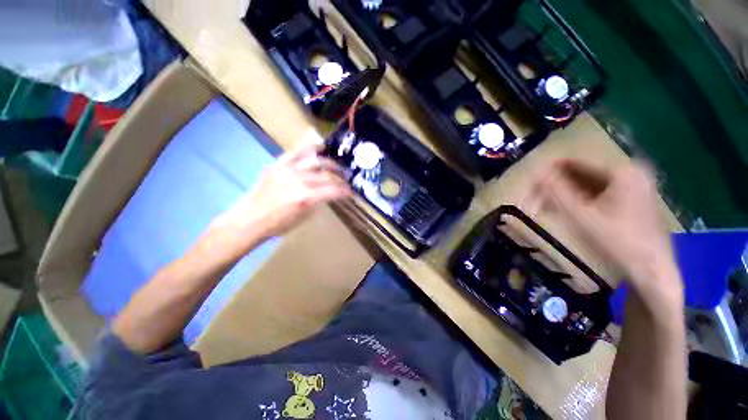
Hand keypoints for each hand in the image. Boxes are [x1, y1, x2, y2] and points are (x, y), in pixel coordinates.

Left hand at [211, 142, 351, 249]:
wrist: (250, 219)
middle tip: (347, 180)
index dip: (345, 191)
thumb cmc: (279, 224)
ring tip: (337, 167)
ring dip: (330, 163)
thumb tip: (328, 193)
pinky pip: (296, 152)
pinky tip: (319, 146)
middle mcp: (299, 180)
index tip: (351, 191)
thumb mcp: (304, 217)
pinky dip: (309, 147)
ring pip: (315, 161)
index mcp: (306, 197)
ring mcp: (287, 170)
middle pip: (327, 176)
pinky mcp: (278, 165)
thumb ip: (318, 202)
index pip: (333, 190)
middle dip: (340, 179)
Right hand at [532, 159, 681, 300]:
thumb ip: (556, 192)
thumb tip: (535, 172)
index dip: (547, 174)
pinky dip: (578, 201)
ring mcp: (633, 187)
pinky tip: (564, 212)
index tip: (529, 189)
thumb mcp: (581, 216)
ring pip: (587, 184)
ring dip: (563, 195)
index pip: (573, 162)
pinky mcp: (631, 200)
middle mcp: (629, 173)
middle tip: (534, 203)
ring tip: (545, 209)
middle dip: (554, 187)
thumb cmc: (618, 243)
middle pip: (580, 173)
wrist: (653, 273)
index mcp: (622, 171)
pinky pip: (597, 194)